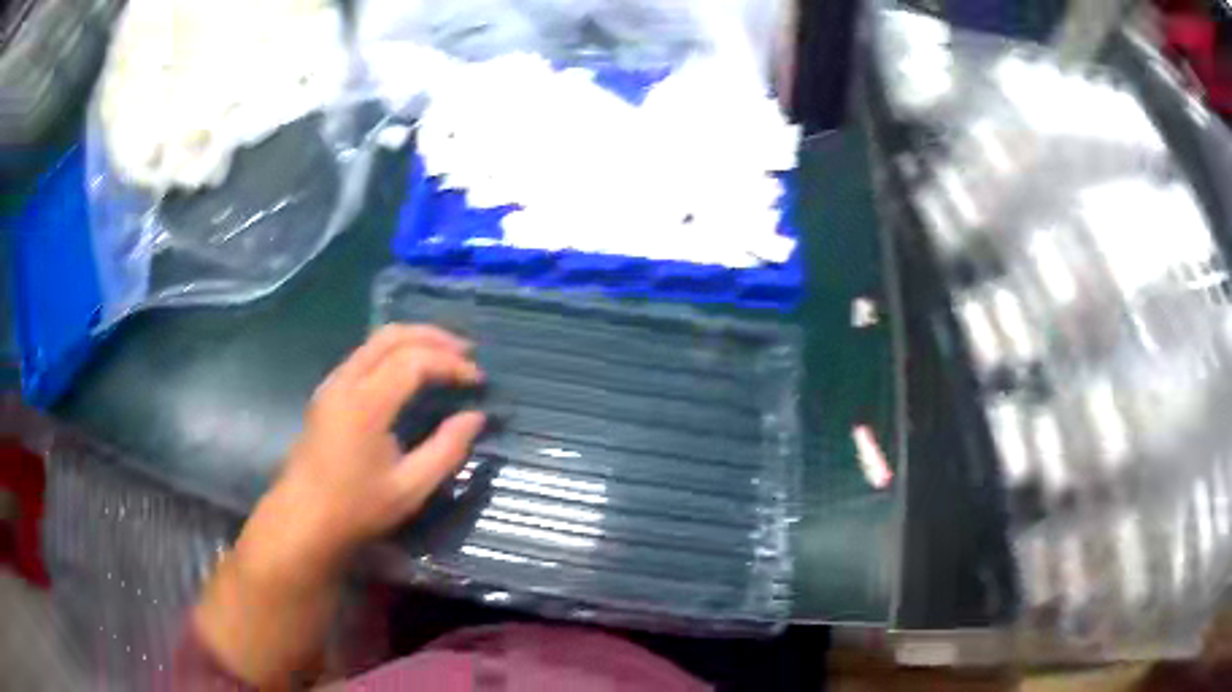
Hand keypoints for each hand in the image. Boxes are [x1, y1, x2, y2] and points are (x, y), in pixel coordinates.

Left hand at [266, 324, 485, 570]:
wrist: (303, 519)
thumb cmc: (356, 508)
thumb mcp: (410, 487)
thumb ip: (447, 449)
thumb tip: (475, 417)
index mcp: (366, 403)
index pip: (414, 360)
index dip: (450, 364)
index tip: (478, 380)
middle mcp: (346, 381)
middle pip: (392, 336)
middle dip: (433, 336)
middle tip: (466, 352)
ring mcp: (332, 383)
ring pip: (375, 340)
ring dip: (413, 340)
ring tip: (445, 355)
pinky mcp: (327, 392)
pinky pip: (364, 354)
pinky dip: (393, 351)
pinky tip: (409, 370)